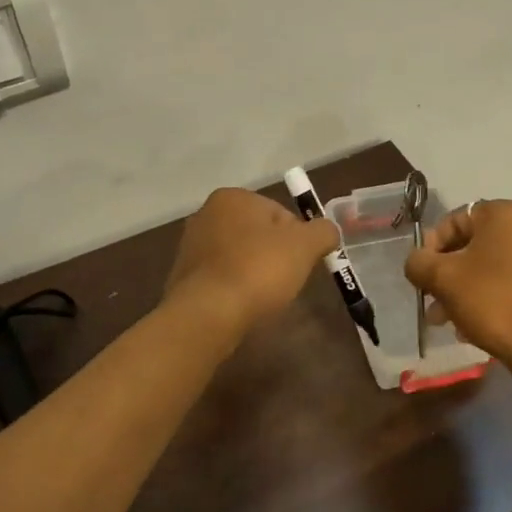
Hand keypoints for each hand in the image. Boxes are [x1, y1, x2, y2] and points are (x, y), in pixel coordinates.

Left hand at [165, 187, 340, 339]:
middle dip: (275, 255)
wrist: (208, 314)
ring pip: (239, 257)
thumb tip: (328, 232)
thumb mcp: (305, 246)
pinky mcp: (184, 277)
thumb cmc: (258, 270)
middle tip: (286, 281)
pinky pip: (222, 278)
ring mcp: (190, 247)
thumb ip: (323, 232)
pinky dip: (235, 289)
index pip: (280, 212)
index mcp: (232, 197)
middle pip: (258, 234)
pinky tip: (242, 306)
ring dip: (255, 272)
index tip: (302, 262)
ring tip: (265, 297)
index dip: (298, 238)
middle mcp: (206, 214)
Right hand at [404, 199, 511, 363]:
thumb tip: (417, 262)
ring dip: (464, 289)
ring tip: (448, 321)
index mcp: (505, 213)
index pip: (454, 220)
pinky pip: (511, 283)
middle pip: (473, 245)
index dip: (431, 247)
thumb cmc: (493, 300)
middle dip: (447, 274)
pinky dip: (490, 298)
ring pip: (491, 267)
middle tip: (431, 302)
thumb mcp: (443, 278)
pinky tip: (473, 327)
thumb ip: (419, 263)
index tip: (422, 275)